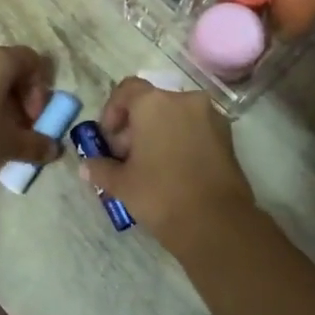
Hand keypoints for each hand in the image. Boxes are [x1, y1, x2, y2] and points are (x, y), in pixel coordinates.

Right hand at [77, 78, 255, 250]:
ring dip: (159, 132)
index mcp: (154, 103)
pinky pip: (195, 128)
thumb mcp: (122, 183)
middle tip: (126, 157)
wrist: (216, 223)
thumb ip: (101, 168)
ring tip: (150, 165)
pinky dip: (181, 140)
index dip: (112, 111)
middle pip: (152, 103)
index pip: (126, 90)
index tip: (108, 139)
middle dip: (135, 125)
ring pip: (175, 115)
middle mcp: (185, 100)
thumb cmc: (161, 195)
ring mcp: (210, 116)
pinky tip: (173, 169)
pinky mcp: (227, 136)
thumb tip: (87, 166)